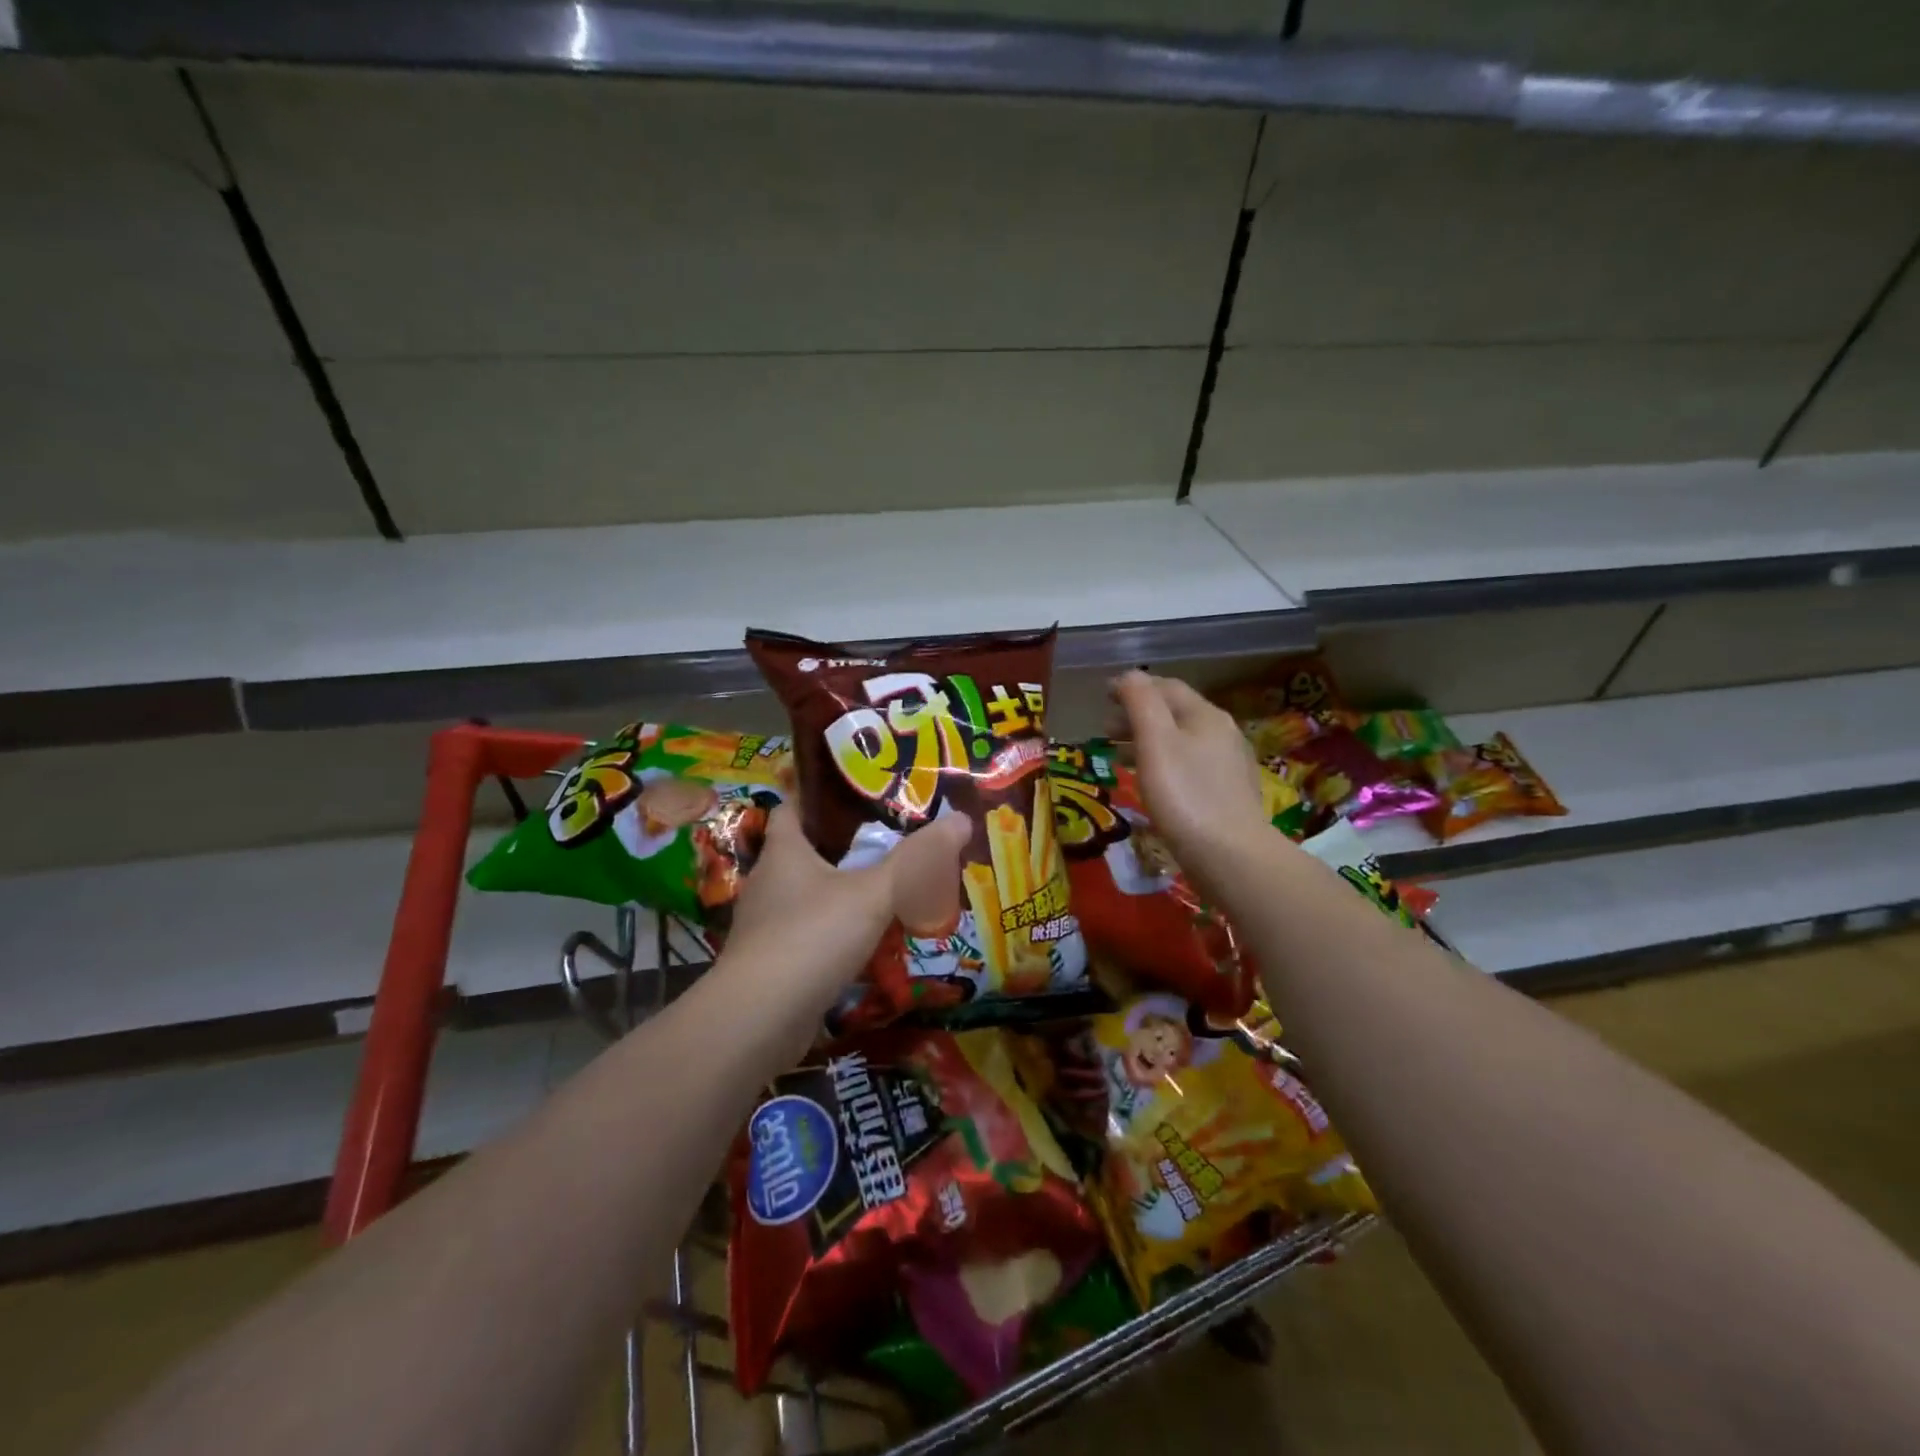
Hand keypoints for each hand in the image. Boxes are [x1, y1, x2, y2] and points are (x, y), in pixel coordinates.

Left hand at [724, 805, 971, 1001]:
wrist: (758, 1021)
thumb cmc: (811, 937)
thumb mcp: (873, 893)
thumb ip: (917, 860)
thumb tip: (962, 820)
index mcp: (784, 852)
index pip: (792, 807)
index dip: (820, 796)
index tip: (860, 794)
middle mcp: (769, 882)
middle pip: (806, 851)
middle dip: (845, 846)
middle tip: (892, 841)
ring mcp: (767, 925)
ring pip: (810, 896)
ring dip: (843, 892)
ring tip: (888, 889)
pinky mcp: (773, 963)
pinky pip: (810, 934)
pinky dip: (837, 932)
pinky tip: (870, 942)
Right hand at [1111, 670, 1271, 884]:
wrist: (1231, 856)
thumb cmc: (1185, 796)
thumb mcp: (1155, 742)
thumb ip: (1140, 702)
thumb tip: (1129, 675)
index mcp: (1205, 715)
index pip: (1166, 687)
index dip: (1133, 686)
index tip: (1103, 696)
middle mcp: (1222, 732)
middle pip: (1175, 712)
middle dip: (1138, 714)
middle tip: (1105, 729)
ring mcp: (1229, 764)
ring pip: (1182, 740)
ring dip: (1148, 740)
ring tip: (1119, 756)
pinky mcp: (1228, 793)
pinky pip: (1190, 765)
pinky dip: (1164, 763)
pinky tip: (1153, 783)